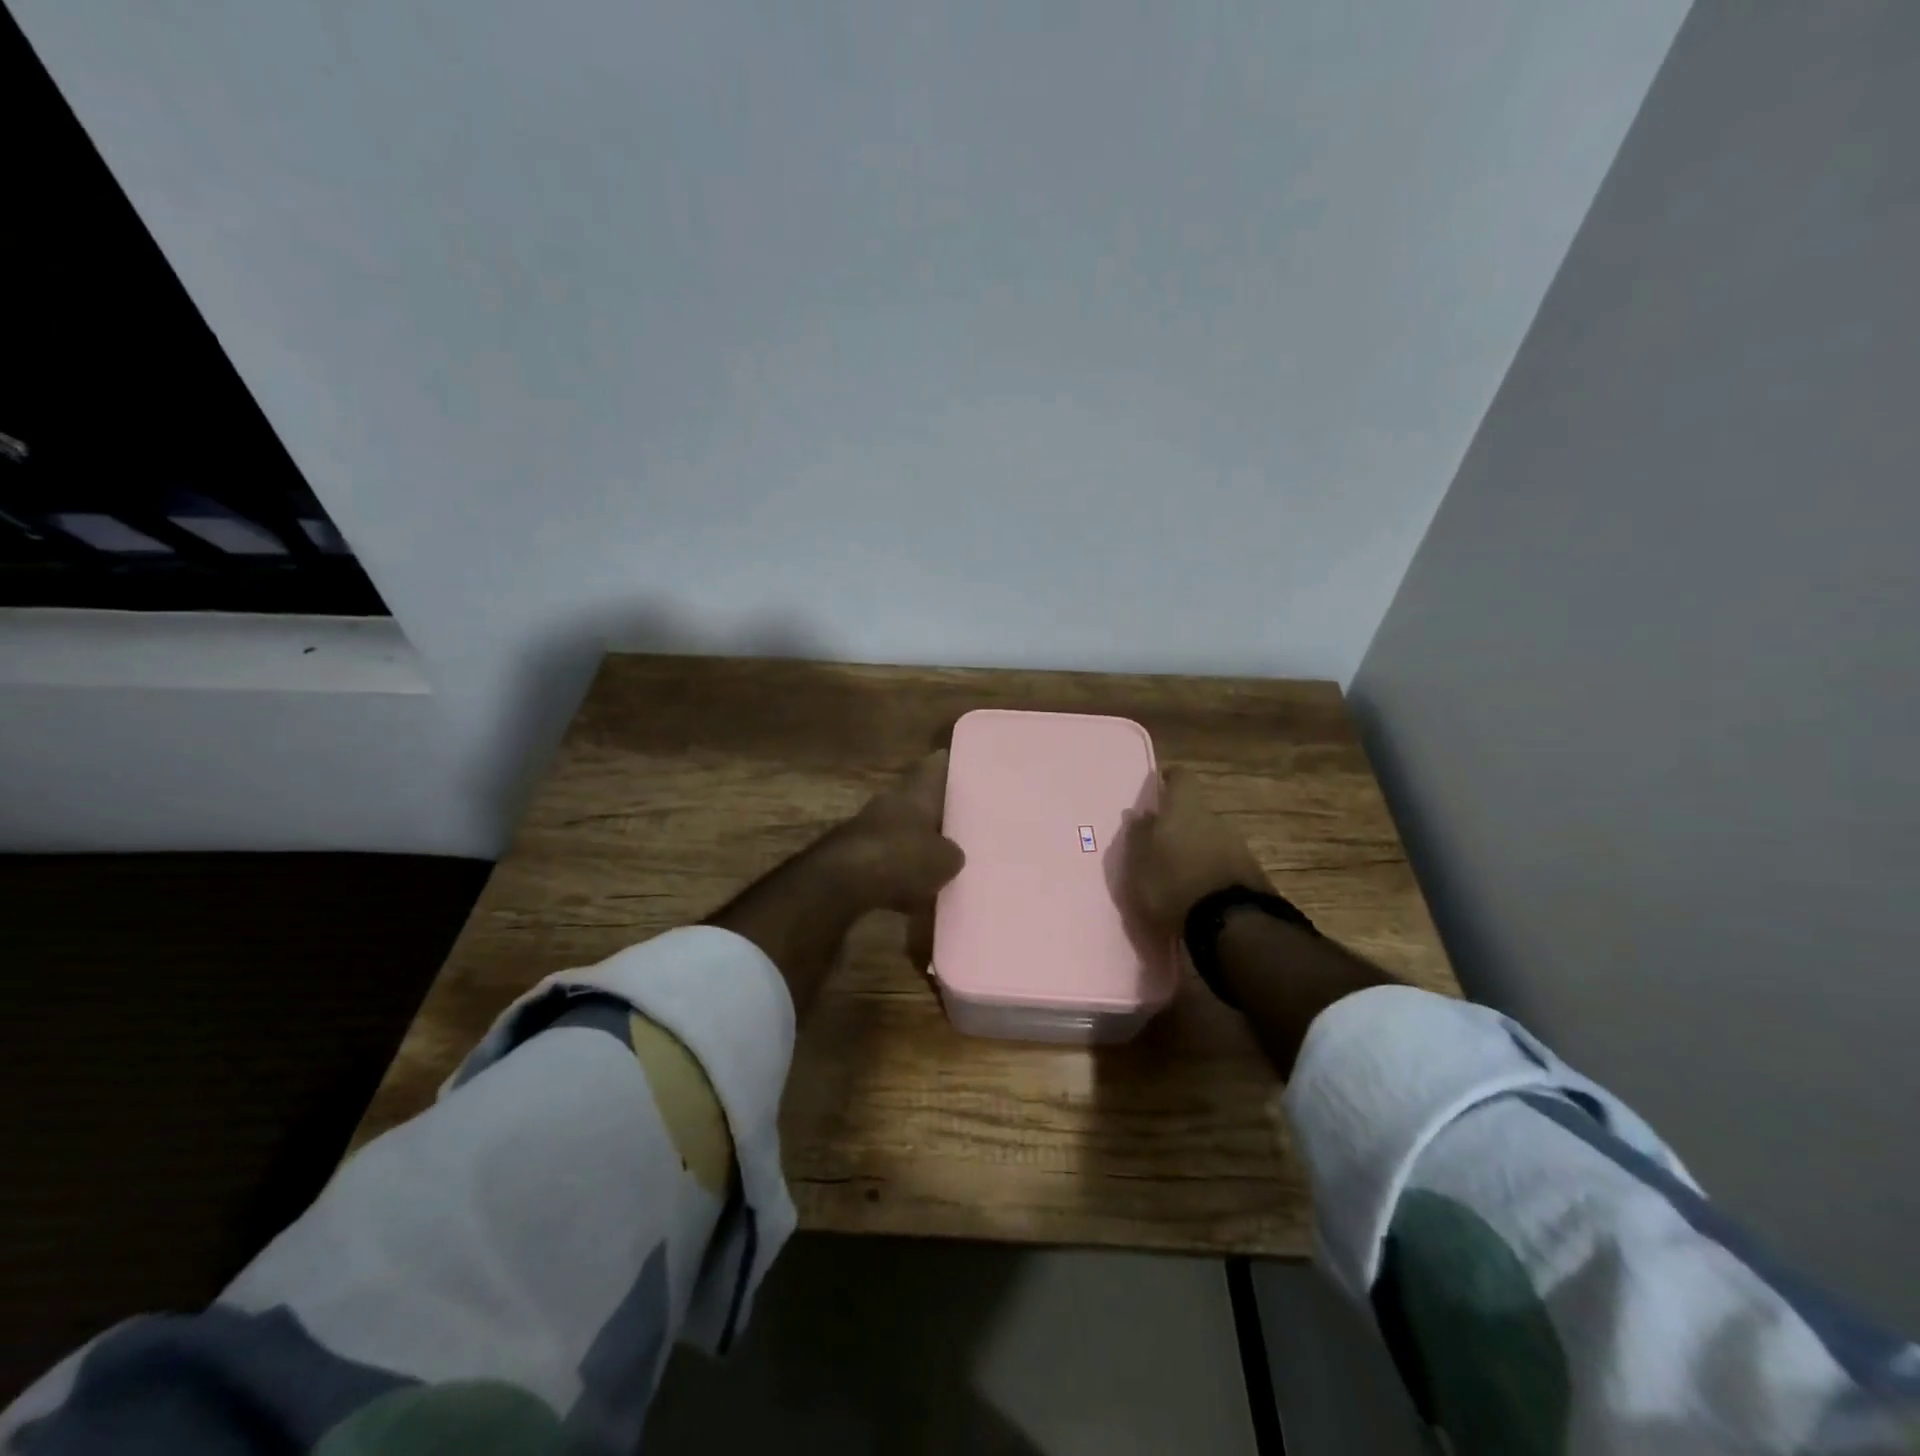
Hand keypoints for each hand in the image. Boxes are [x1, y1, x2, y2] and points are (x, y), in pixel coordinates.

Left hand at [826, 750, 966, 914]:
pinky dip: (899, 873)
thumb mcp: (945, 860)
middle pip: (920, 801)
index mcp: (917, 790)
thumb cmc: (903, 857)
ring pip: (903, 831)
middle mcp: (892, 800)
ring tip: (942, 865)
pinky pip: (887, 860)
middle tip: (963, 827)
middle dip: (937, 815)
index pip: (938, 766)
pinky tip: (913, 896)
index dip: (952, 768)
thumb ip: (953, 854)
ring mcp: (870, 826)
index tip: (968, 773)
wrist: (843, 882)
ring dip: (917, 845)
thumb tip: (952, 855)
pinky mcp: (854, 855)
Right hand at [1119, 766, 1271, 940]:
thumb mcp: (1140, 863)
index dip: (1170, 779)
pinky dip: (1209, 869)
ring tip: (1177, 872)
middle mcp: (1213, 819)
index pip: (1181, 777)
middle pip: (1195, 811)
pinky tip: (1197, 890)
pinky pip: (1222, 861)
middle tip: (1160, 841)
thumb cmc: (1173, 884)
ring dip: (1195, 848)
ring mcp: (1236, 845)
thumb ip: (1138, 835)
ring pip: (1210, 836)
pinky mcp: (1250, 872)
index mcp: (1184, 809)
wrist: (1230, 922)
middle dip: (1179, 822)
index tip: (1160, 784)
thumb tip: (1139, 814)